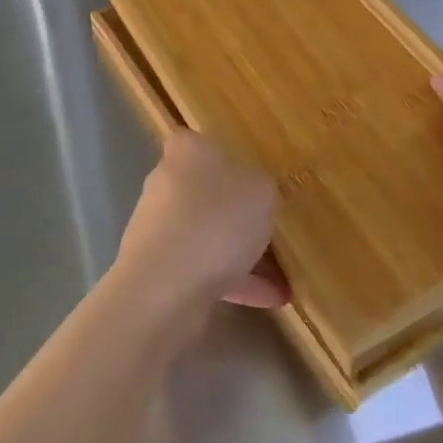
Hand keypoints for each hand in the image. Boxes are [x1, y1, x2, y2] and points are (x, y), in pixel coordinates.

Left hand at [114, 131, 288, 323]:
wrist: (165, 288)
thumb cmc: (216, 221)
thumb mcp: (260, 193)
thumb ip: (261, 187)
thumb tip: (255, 191)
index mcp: (186, 154)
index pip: (197, 142)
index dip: (220, 154)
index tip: (248, 173)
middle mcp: (166, 185)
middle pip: (205, 192)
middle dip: (238, 213)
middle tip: (273, 229)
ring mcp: (159, 229)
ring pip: (208, 235)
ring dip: (243, 255)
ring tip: (284, 279)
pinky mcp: (159, 269)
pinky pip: (204, 270)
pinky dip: (235, 283)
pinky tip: (271, 301)